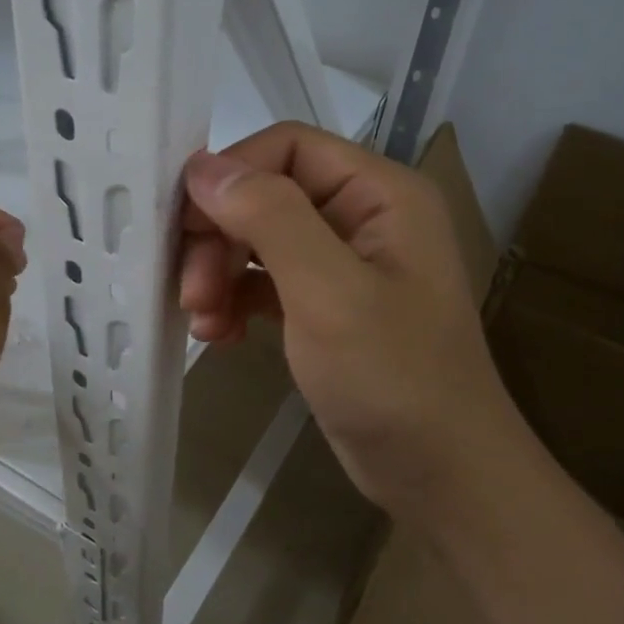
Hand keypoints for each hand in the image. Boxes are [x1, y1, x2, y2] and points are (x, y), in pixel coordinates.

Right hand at [179, 123, 517, 525]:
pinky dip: (236, 300)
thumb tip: (202, 167)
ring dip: (219, 273)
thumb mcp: (329, 292)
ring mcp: (343, 264)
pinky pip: (265, 282)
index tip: (182, 225)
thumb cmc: (394, 378)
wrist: (441, 476)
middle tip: (189, 290)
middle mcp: (362, 217)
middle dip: (219, 237)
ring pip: (258, 240)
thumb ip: (269, 218)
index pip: (287, 147)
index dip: (230, 174)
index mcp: (380, 193)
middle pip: (266, 195)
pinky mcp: (325, 307)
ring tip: (202, 321)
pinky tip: (221, 335)